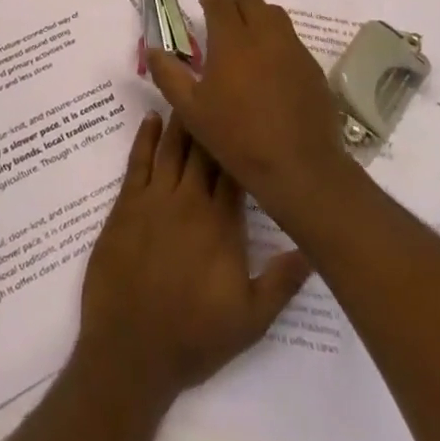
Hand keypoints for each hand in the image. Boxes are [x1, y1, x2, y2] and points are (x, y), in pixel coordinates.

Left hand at [75, 113, 309, 407]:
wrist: (129, 354)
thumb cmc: (192, 338)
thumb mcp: (250, 321)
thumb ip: (282, 282)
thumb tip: (313, 247)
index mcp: (222, 223)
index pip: (236, 169)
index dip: (243, 141)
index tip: (250, 114)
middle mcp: (190, 201)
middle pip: (204, 149)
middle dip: (213, 118)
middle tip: (220, 87)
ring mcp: (155, 200)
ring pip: (173, 147)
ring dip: (183, 119)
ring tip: (190, 90)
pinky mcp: (126, 205)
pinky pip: (138, 161)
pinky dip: (145, 137)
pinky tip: (152, 118)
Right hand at [147, 0, 353, 230]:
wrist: (297, 165)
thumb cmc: (237, 137)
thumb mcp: (191, 110)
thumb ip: (169, 76)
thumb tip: (152, 50)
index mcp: (232, 40)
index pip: (221, 3)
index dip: (210, 1)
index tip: (204, 8)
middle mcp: (265, 35)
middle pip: (250, 1)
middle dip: (234, 4)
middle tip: (223, 21)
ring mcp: (293, 48)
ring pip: (275, 15)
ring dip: (258, 16)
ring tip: (248, 37)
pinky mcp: (312, 66)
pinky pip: (292, 39)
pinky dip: (278, 39)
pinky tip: (271, 64)